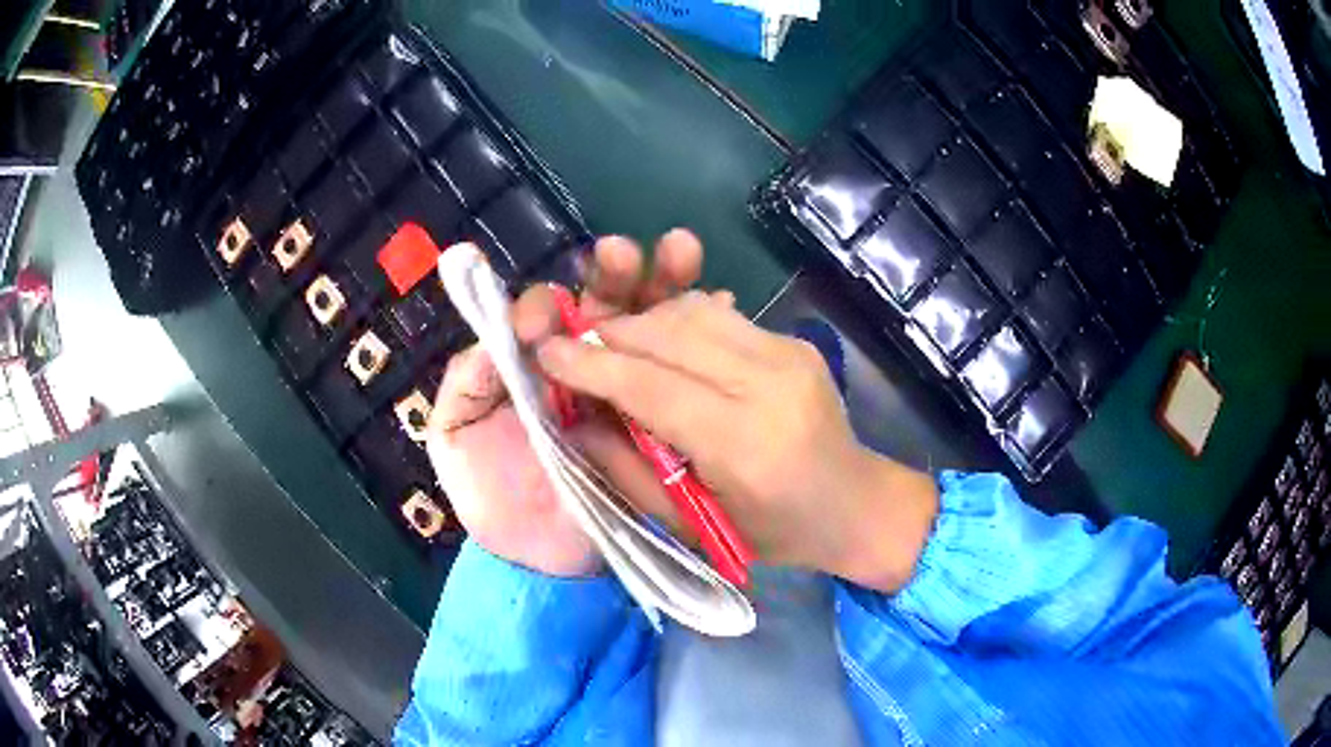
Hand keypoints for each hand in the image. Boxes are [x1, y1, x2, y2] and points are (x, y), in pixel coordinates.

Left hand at [426, 231, 703, 576]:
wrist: (539, 561)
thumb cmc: (491, 497)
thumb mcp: (454, 437)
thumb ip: (466, 383)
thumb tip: (503, 333)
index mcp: (535, 367)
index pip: (549, 317)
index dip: (553, 305)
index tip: (554, 314)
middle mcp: (583, 369)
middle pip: (605, 310)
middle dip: (618, 276)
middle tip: (627, 254)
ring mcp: (627, 394)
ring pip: (648, 329)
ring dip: (666, 287)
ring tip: (684, 252)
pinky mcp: (661, 422)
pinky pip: (683, 374)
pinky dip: (704, 335)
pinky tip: (725, 307)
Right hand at [536, 293, 939, 592]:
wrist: (857, 503)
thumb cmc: (775, 533)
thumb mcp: (693, 525)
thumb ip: (627, 471)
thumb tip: (574, 421)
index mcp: (744, 444)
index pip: (651, 386)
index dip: (591, 365)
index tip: (547, 353)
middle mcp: (769, 384)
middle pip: (670, 334)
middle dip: (610, 335)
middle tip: (575, 349)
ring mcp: (788, 354)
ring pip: (693, 311)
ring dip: (643, 322)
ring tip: (616, 347)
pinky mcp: (794, 341)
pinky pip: (719, 316)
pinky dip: (677, 323)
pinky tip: (663, 347)